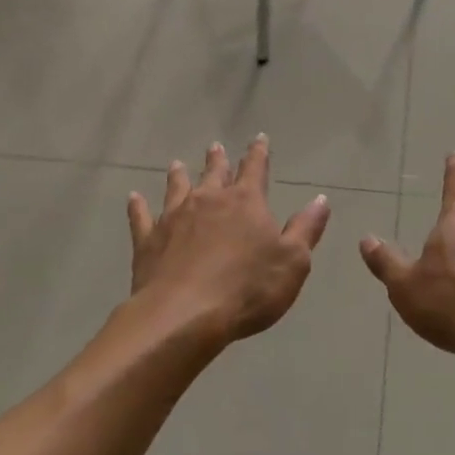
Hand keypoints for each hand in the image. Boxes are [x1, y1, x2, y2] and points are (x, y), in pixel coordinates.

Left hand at [127, 136, 330, 344]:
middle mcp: (209, 200)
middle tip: (215, 146)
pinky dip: (138, 206)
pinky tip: (134, 197)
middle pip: (214, 173)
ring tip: (177, 164)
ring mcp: (174, 218)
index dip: (259, 153)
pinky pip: (141, 217)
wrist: (184, 316)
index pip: (255, 169)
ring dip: (179, 175)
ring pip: (177, 188)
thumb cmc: (247, 289)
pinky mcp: (149, 240)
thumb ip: (306, 229)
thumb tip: (320, 200)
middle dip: (217, 159)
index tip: (259, 138)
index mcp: (245, 202)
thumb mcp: (292, 261)